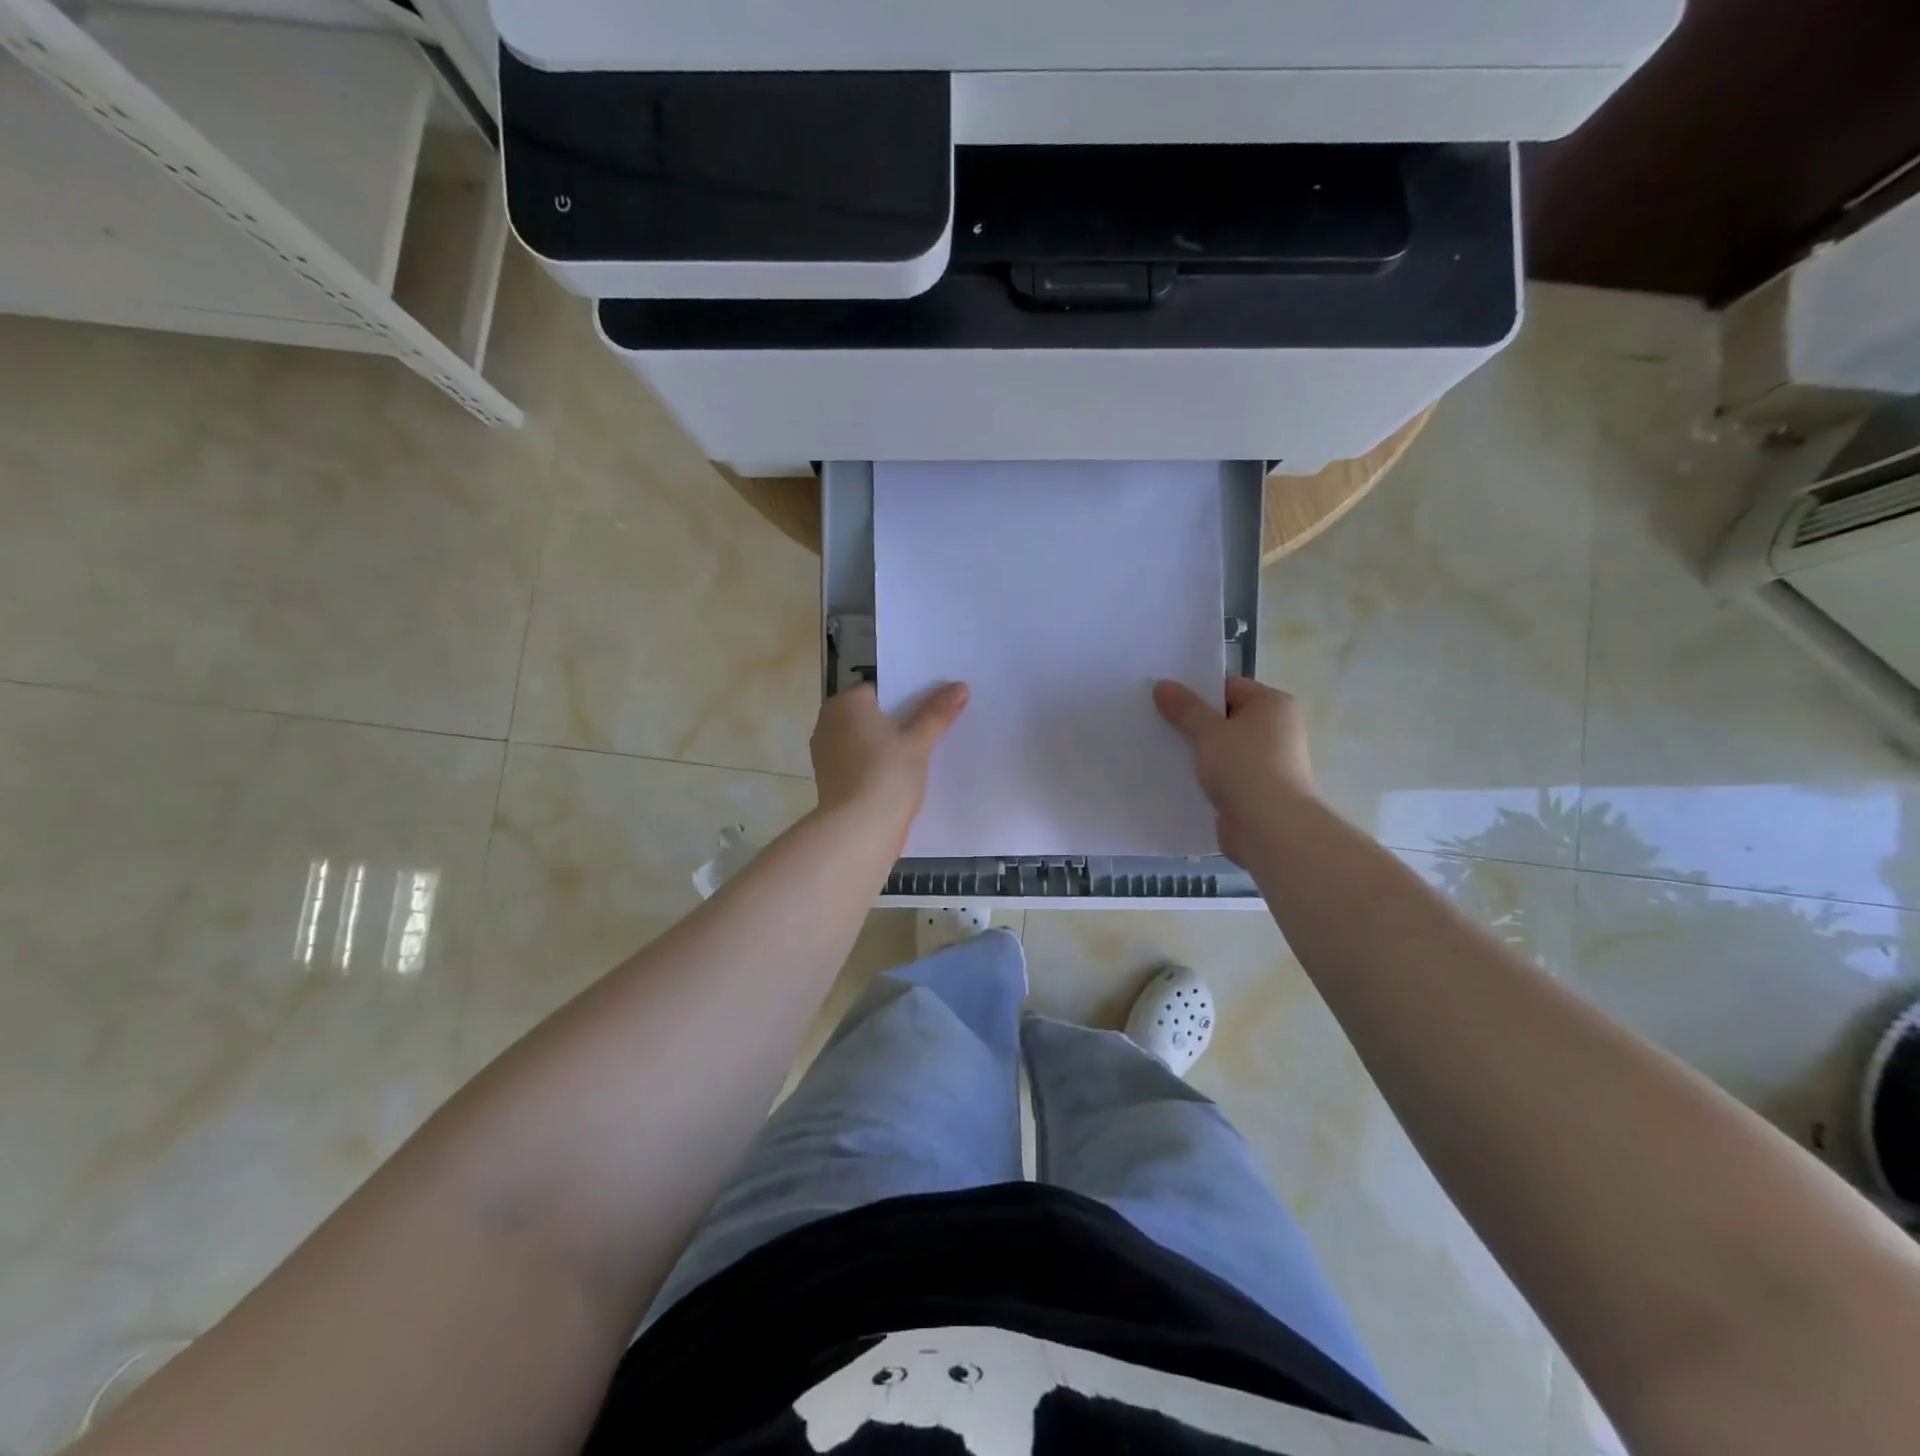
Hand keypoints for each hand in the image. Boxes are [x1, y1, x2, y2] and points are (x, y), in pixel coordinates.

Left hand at [811, 682, 969, 840]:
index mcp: (845, 703)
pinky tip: (899, 777)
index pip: (880, 690)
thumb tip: (960, 687)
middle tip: (931, 730)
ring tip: (919, 755)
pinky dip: (875, 765)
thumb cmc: (887, 774)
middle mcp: (828, 722)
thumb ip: (937, 712)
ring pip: (864, 740)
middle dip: (896, 722)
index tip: (931, 710)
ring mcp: (825, 753)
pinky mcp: (830, 780)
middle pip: (870, 715)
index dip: (906, 698)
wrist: (858, 830)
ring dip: (885, 746)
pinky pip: (858, 762)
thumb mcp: (918, 741)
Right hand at [1153, 676, 1315, 863]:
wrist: (1270, 829)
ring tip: (1159, 747)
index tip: (1163, 695)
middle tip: (1155, 719)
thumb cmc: (1245, 768)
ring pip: (1222, 747)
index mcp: (1273, 705)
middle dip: (1192, 721)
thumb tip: (1163, 685)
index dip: (1196, 689)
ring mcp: (1267, 762)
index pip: (1229, 686)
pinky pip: (1223, 773)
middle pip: (1225, 717)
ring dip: (1196, 750)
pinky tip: (1175, 775)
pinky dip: (1203, 774)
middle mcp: (1276, 729)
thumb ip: (1185, 708)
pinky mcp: (1256, 790)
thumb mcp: (1209, 732)